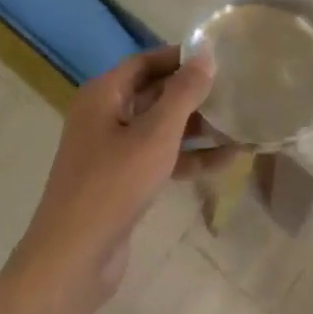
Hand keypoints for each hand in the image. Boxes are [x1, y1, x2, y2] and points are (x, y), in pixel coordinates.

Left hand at [15, 46, 215, 303]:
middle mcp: (104, 116)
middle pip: (154, 93)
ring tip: (239, 123)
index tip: (218, 57)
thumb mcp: (155, 134)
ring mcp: (111, 151)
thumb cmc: (113, 184)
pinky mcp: (121, 181)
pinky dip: (188, 157)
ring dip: (197, 127)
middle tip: (234, 89)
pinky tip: (227, 160)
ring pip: (160, 128)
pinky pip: (160, 157)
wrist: (73, 257)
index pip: (146, 62)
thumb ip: (183, 93)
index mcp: (104, 95)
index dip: (180, 57)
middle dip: (193, 93)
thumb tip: (206, 56)